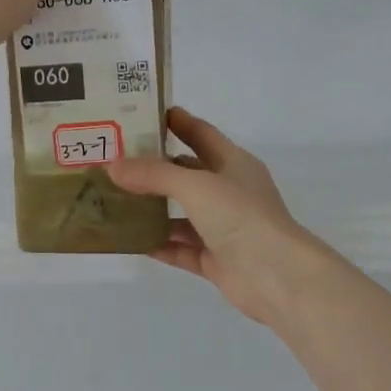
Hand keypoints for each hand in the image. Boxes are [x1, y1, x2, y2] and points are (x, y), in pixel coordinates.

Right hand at [109, 108, 338, 324]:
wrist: (276, 276)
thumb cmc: (241, 217)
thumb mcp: (196, 185)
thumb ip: (154, 174)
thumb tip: (113, 166)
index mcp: (234, 164)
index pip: (202, 134)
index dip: (177, 122)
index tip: (143, 113)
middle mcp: (228, 193)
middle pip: (186, 174)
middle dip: (154, 168)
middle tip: (115, 160)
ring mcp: (222, 228)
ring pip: (180, 214)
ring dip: (152, 209)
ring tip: (113, 200)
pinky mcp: (215, 260)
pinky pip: (180, 248)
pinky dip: (158, 244)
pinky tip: (129, 240)